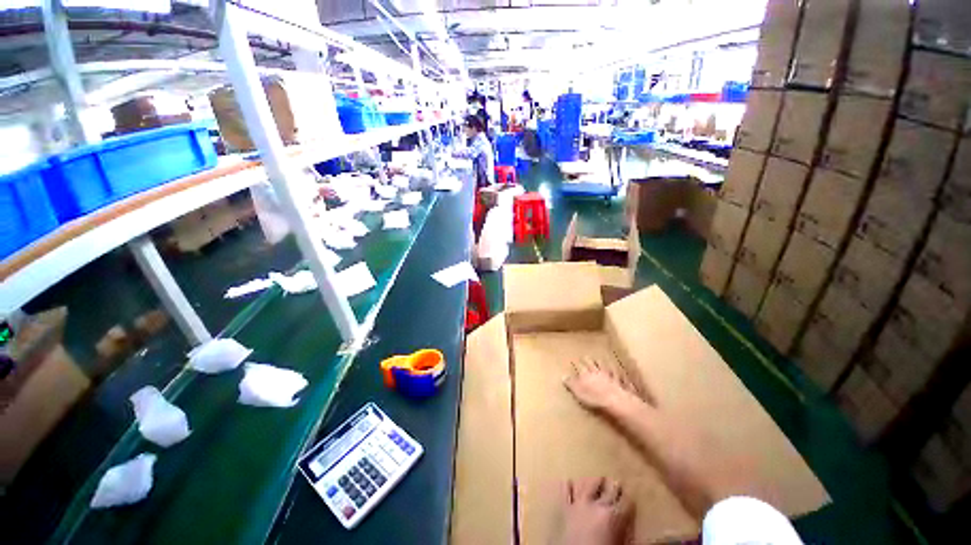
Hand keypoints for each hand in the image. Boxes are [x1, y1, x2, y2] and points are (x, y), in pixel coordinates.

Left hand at [552, 477, 633, 544]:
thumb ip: (632, 534)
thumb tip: (646, 531)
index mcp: (614, 515)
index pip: (627, 500)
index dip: (630, 498)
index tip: (632, 495)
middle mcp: (597, 504)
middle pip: (608, 488)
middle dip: (614, 485)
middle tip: (617, 483)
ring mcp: (579, 504)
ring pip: (587, 483)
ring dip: (594, 481)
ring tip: (599, 479)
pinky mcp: (565, 508)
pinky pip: (565, 491)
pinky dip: (568, 485)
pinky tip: (570, 480)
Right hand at [563, 359, 645, 412]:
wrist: (615, 401)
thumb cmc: (594, 398)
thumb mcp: (578, 392)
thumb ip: (571, 384)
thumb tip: (563, 376)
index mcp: (585, 374)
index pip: (579, 366)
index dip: (576, 364)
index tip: (573, 361)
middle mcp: (596, 372)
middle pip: (591, 363)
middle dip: (587, 360)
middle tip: (585, 356)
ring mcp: (608, 375)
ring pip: (604, 365)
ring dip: (601, 362)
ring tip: (599, 359)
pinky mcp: (618, 381)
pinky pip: (617, 373)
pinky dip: (616, 370)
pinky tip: (616, 367)